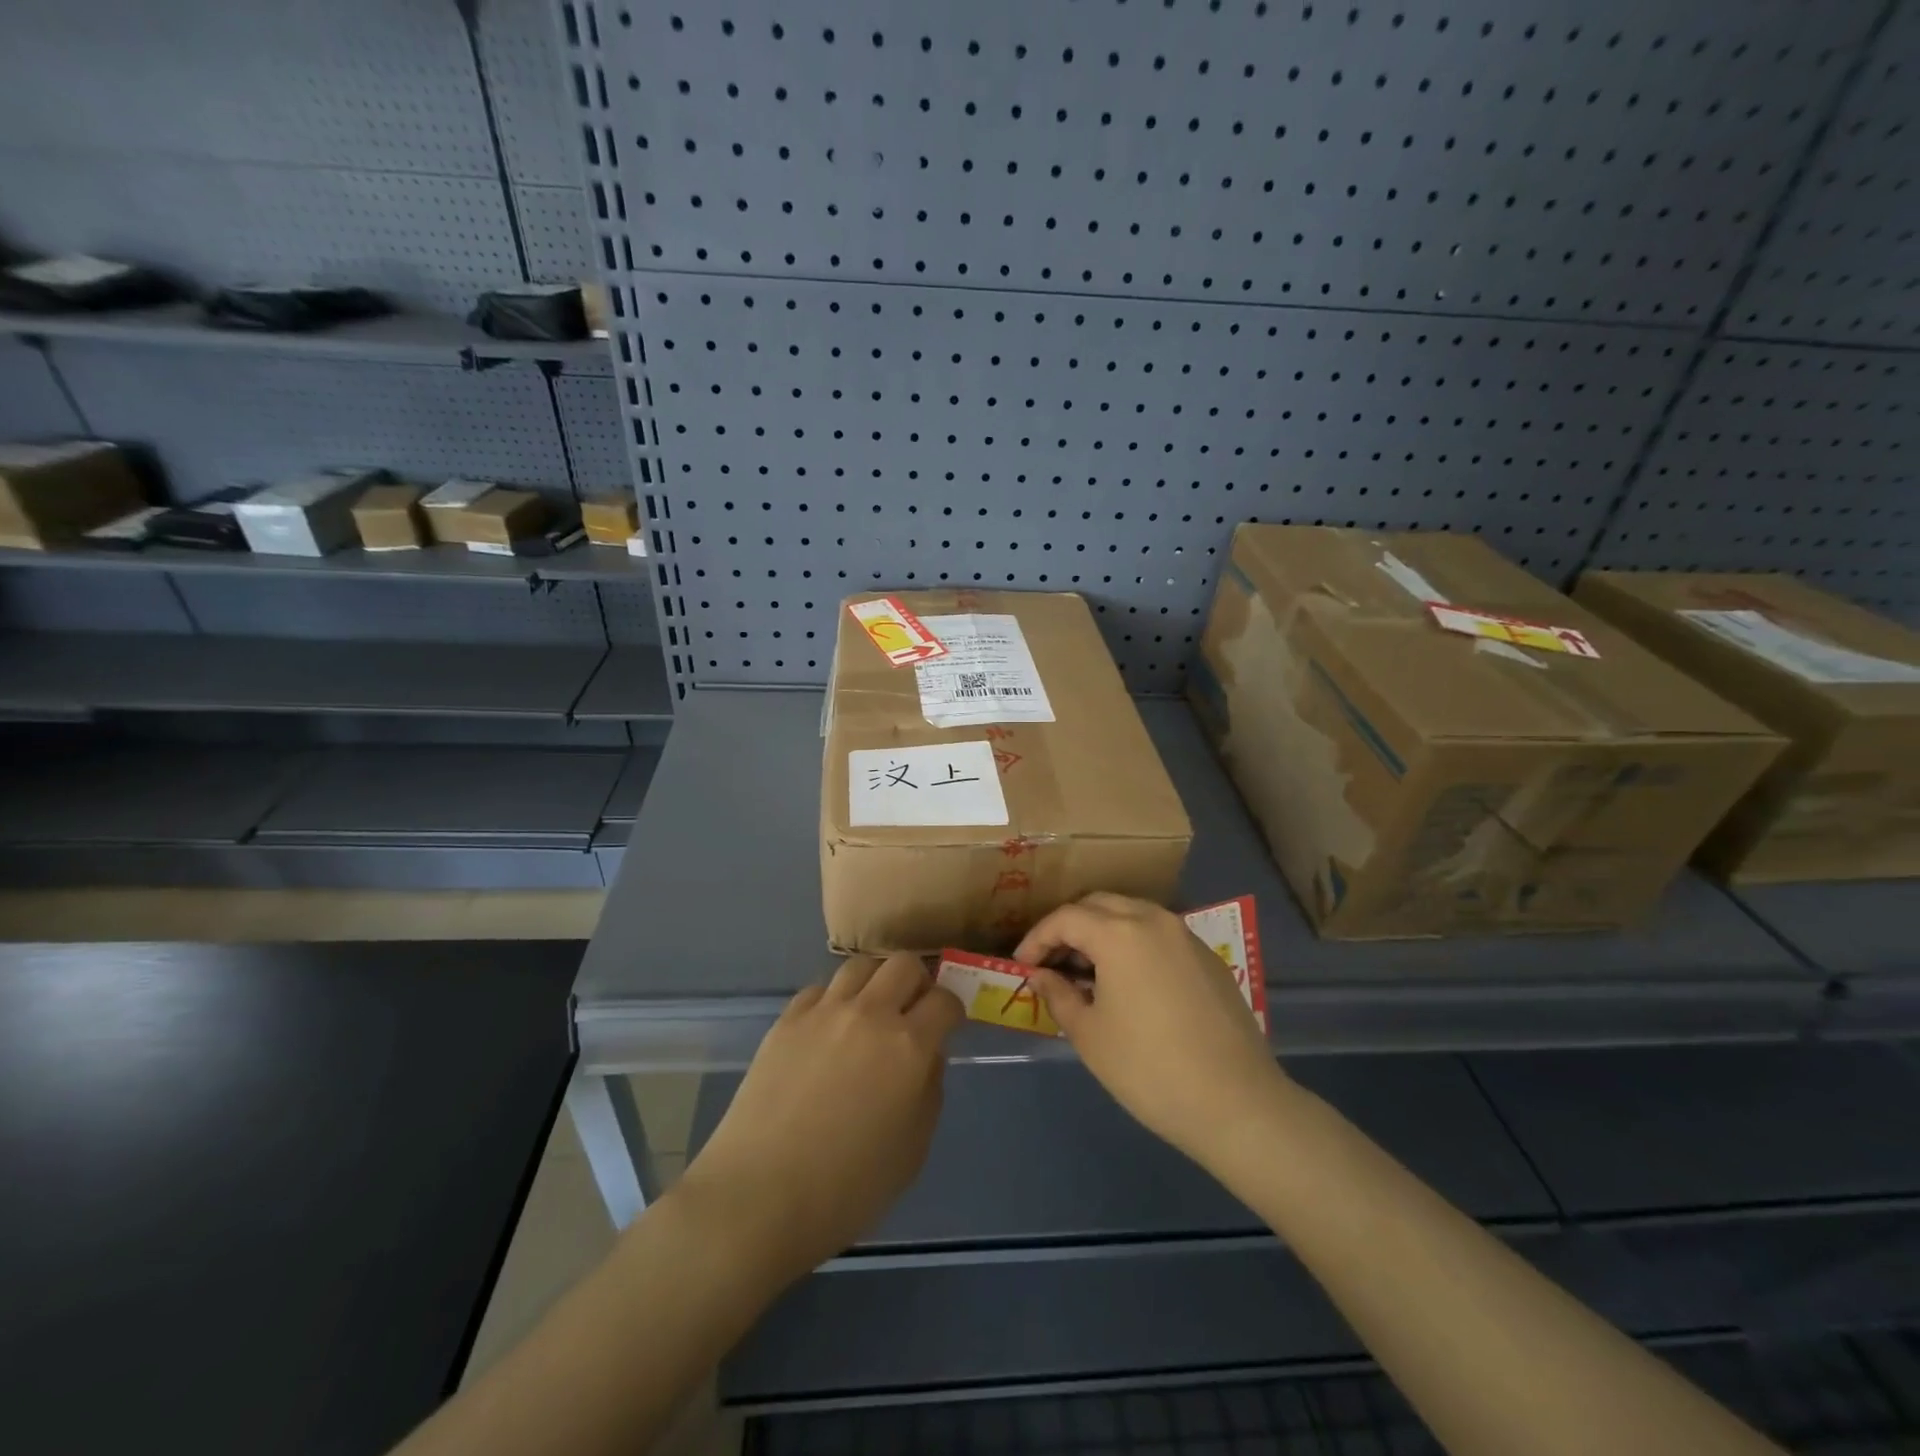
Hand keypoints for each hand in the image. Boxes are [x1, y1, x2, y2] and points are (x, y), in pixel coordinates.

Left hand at [674, 954, 962, 1280]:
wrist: (759, 1196)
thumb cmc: (847, 1189)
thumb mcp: (912, 1151)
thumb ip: (929, 1092)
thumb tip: (927, 1057)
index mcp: (909, 1046)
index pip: (944, 1000)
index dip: (952, 1009)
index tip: (949, 1024)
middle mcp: (870, 1014)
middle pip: (903, 964)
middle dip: (917, 981)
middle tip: (912, 1010)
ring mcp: (824, 1012)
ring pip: (860, 966)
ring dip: (875, 982)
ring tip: (870, 1010)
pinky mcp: (787, 1020)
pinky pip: (819, 990)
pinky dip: (833, 1000)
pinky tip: (828, 1029)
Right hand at [1016, 892, 1285, 1169]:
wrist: (1236, 1103)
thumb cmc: (1149, 1069)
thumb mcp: (1089, 1035)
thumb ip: (1058, 994)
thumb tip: (1039, 975)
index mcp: (1119, 933)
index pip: (1065, 918)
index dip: (1037, 938)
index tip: (1022, 965)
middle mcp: (1153, 920)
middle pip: (1099, 904)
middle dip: (1069, 927)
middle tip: (1051, 962)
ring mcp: (1186, 936)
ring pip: (1131, 914)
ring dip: (1102, 932)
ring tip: (1086, 971)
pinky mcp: (1208, 957)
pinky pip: (1159, 934)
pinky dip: (1133, 944)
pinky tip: (1128, 982)